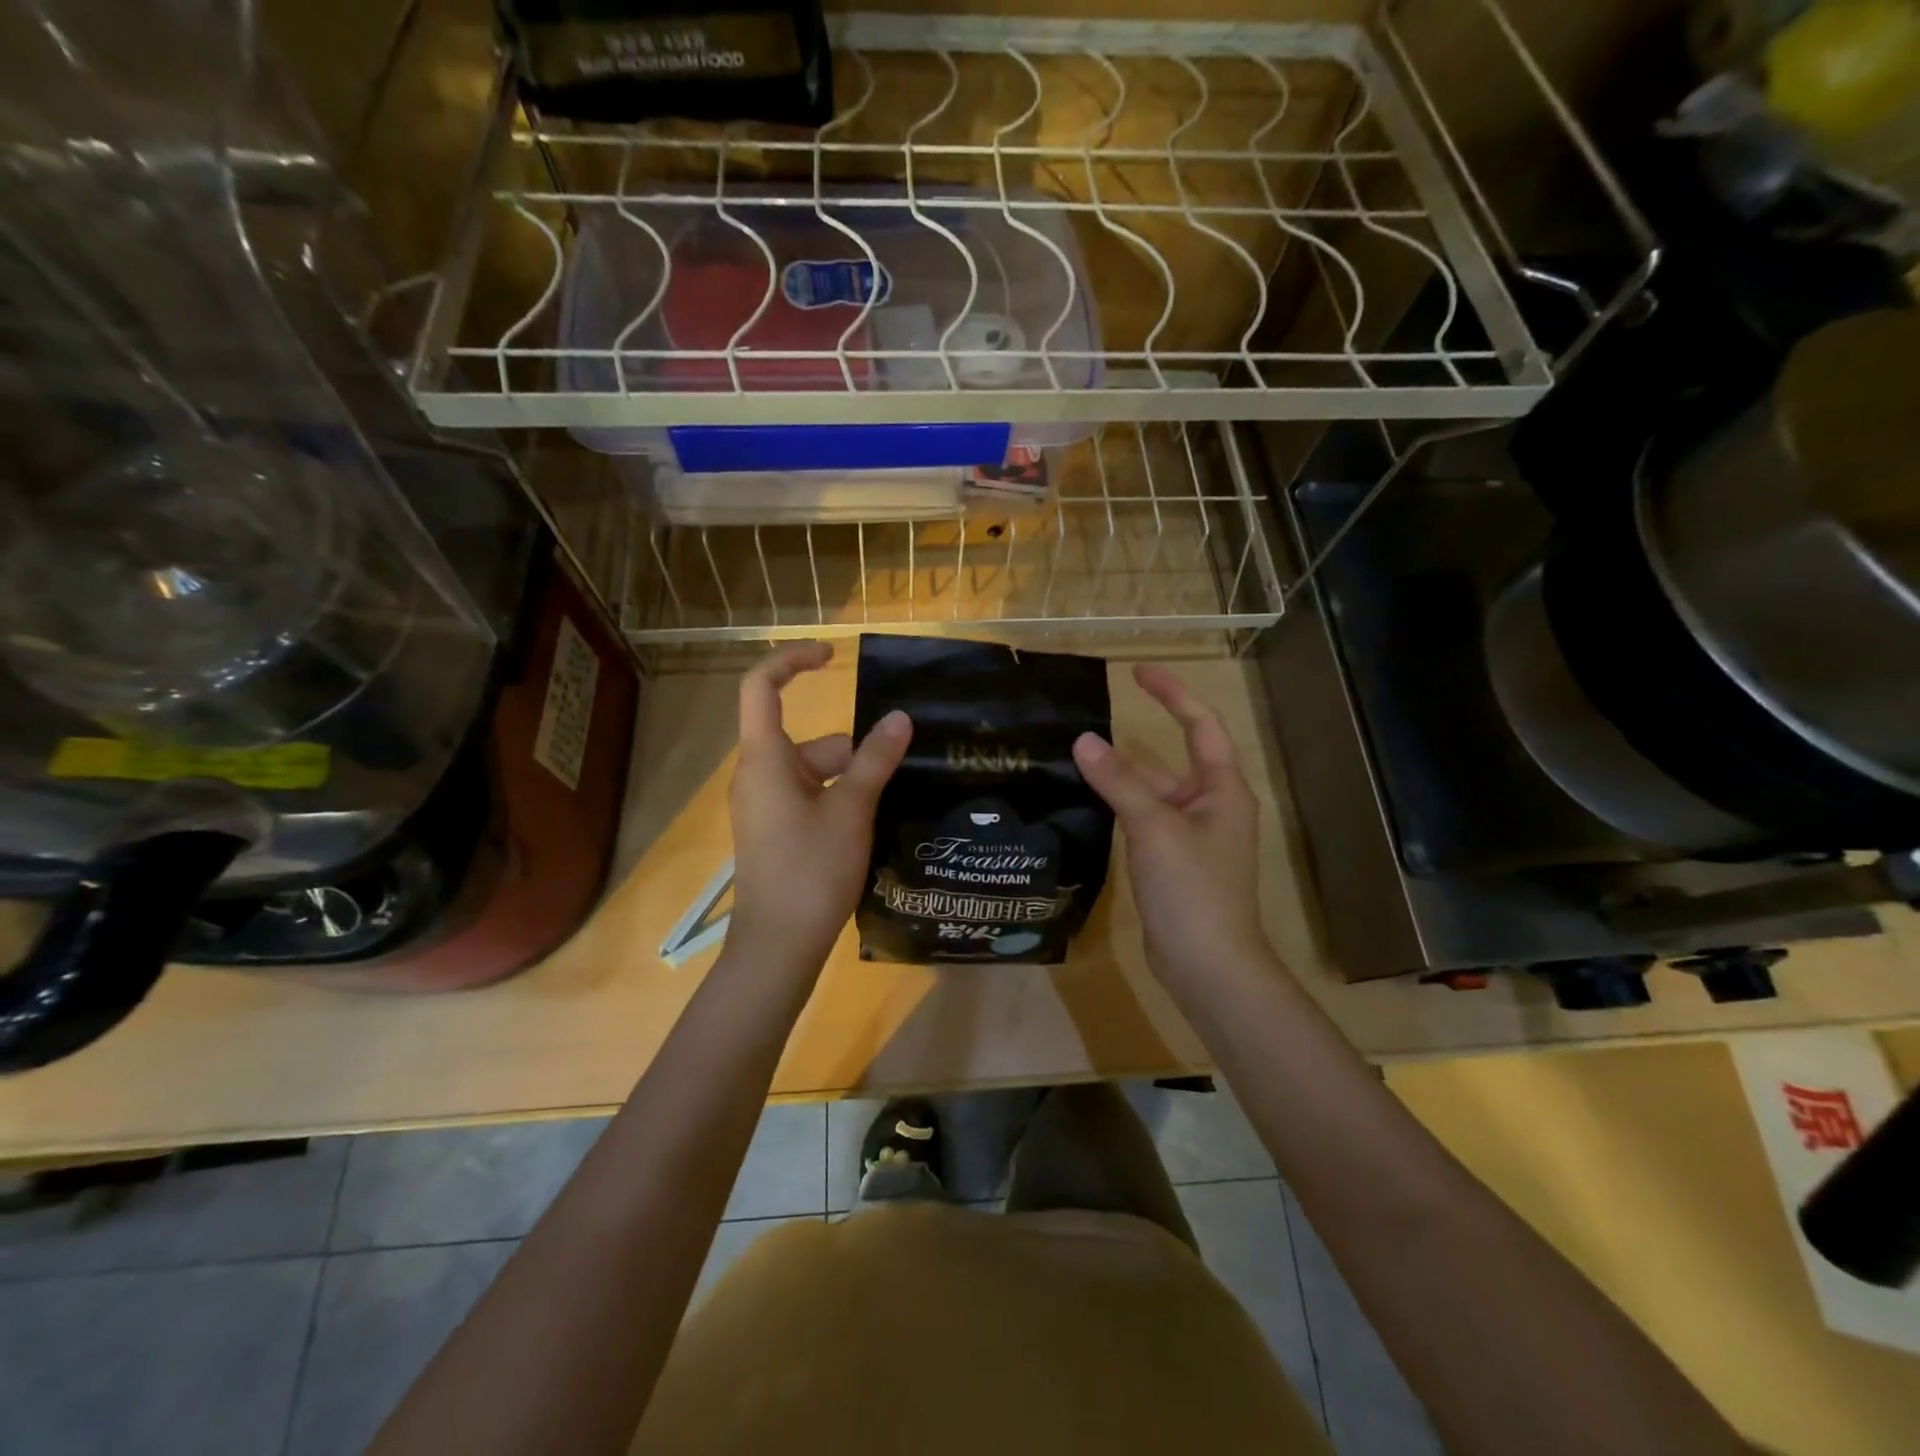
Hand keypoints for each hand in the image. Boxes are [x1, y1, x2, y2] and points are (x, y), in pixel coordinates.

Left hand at [727, 642, 911, 972]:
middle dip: (854, 752)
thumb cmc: (811, 871)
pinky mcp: (774, 831)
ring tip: (889, 808)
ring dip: (852, 781)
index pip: (761, 687)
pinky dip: (840, 801)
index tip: (832, 657)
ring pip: (815, 772)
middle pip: (809, 739)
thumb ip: (875, 760)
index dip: (792, 661)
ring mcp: (764, 805)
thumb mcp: (852, 810)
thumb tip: (900, 718)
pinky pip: (810, 797)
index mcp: (765, 759)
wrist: (778, 946)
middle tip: (897, 774)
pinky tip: (870, 827)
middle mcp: (758, 775)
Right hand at [1071, 664, 1268, 990]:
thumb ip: (1119, 782)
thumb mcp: (1154, 828)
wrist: (1208, 965)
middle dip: (1138, 738)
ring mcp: (1191, 837)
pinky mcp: (1172, 863)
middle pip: (1173, 759)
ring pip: (1153, 793)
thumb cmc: (1193, 889)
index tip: (1139, 673)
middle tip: (1092, 718)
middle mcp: (1210, 807)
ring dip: (1122, 776)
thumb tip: (1083, 740)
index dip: (1173, 694)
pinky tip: (1088, 802)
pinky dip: (1120, 807)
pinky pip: (1144, 821)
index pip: (1201, 725)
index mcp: (1222, 790)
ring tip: (1078, 755)